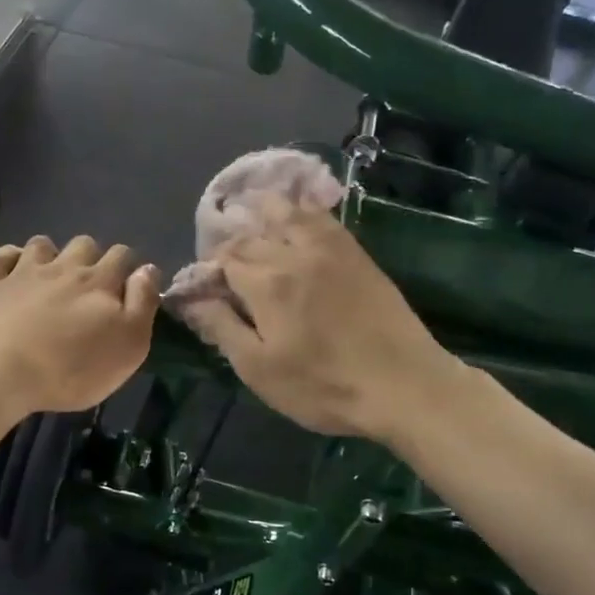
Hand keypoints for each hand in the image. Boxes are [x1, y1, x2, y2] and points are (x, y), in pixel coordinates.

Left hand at [0, 235, 158, 417]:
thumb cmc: (73, 367)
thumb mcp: (129, 345)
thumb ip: (143, 303)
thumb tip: (148, 270)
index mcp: (100, 281)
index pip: (123, 255)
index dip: (128, 267)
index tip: (127, 290)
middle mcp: (64, 267)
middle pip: (84, 244)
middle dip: (91, 258)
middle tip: (89, 289)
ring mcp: (23, 273)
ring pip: (42, 245)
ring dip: (50, 255)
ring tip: (51, 279)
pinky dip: (8, 259)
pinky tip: (12, 272)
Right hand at [180, 202, 458, 442]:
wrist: (403, 384)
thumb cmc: (324, 386)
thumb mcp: (260, 370)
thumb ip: (222, 328)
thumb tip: (190, 299)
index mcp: (265, 284)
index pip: (224, 259)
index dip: (209, 269)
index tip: (207, 287)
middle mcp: (293, 254)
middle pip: (251, 236)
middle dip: (231, 243)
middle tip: (227, 262)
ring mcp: (329, 249)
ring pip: (287, 213)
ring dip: (263, 211)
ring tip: (251, 211)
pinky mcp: (356, 253)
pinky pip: (323, 217)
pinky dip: (302, 208)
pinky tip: (298, 210)